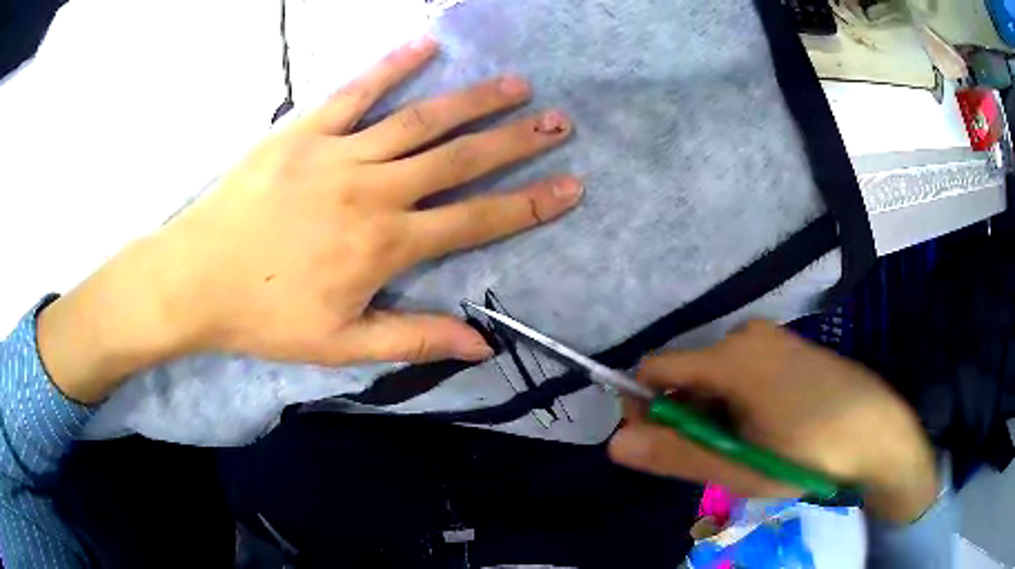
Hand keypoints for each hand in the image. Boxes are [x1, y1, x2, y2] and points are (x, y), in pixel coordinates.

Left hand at [37, 37, 581, 402]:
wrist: (197, 279)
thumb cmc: (266, 316)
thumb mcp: (342, 345)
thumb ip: (414, 338)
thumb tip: (481, 347)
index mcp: (385, 245)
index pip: (476, 220)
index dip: (529, 205)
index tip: (571, 186)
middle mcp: (374, 191)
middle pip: (459, 159)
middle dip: (516, 140)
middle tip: (559, 121)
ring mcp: (340, 153)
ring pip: (420, 119)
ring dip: (473, 100)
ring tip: (515, 85)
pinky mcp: (305, 130)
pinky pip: (357, 91)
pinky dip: (392, 66)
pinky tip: (426, 46)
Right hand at [608, 322, 939, 523]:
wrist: (878, 434)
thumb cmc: (808, 453)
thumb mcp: (738, 466)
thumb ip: (675, 454)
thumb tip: (616, 443)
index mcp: (731, 356)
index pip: (656, 370)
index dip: (645, 408)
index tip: (661, 446)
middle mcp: (747, 334)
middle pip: (688, 374)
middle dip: (688, 416)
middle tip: (715, 457)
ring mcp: (773, 339)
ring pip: (717, 377)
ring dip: (715, 414)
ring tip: (745, 448)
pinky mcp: (790, 348)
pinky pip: (745, 372)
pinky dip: (740, 403)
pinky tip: (767, 431)